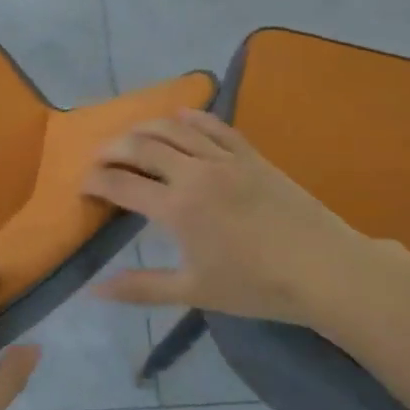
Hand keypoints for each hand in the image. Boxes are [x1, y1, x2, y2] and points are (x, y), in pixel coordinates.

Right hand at [82, 109, 391, 328]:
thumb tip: (95, 290)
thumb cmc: (257, 286)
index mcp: (177, 208)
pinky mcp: (251, 155)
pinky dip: (190, 117)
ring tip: (128, 136)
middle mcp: (195, 173)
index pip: (121, 184)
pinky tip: (178, 117)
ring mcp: (225, 159)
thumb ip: (141, 287)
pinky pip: (214, 126)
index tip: (82, 187)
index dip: (94, 182)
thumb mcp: (194, 292)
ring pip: (173, 128)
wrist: (326, 270)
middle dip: (111, 148)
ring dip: (143, 128)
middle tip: (97, 159)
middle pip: (141, 146)